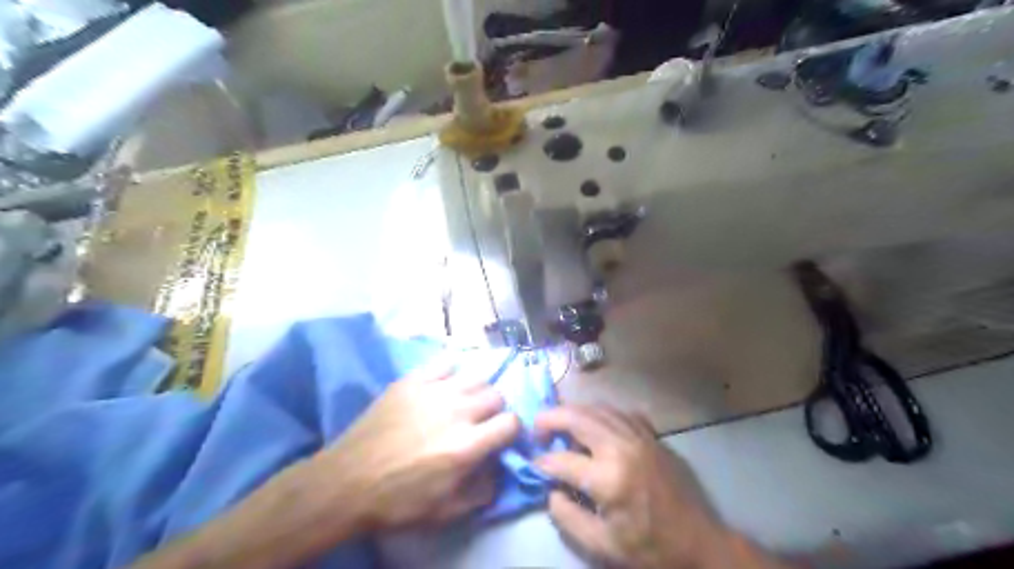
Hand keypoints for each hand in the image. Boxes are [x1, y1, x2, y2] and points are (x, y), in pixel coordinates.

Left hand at [305, 362, 517, 529]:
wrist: (346, 482)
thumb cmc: (397, 501)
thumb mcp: (445, 511)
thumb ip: (483, 491)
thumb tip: (500, 468)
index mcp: (467, 445)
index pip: (511, 422)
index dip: (511, 431)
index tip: (500, 438)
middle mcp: (457, 411)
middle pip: (496, 395)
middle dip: (495, 410)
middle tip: (480, 422)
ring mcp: (433, 391)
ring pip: (475, 376)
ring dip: (476, 391)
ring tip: (462, 403)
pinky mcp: (412, 380)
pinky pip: (444, 362)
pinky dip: (451, 372)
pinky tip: (443, 385)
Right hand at [537, 404, 737, 568]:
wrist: (698, 543)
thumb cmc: (649, 548)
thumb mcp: (601, 545)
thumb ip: (567, 517)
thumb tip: (550, 490)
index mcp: (608, 478)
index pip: (561, 460)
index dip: (541, 462)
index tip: (533, 465)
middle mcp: (621, 447)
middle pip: (576, 417)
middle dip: (549, 419)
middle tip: (537, 429)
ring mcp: (639, 436)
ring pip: (597, 408)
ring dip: (573, 413)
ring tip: (560, 426)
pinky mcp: (651, 435)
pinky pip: (619, 412)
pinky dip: (600, 414)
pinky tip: (595, 425)